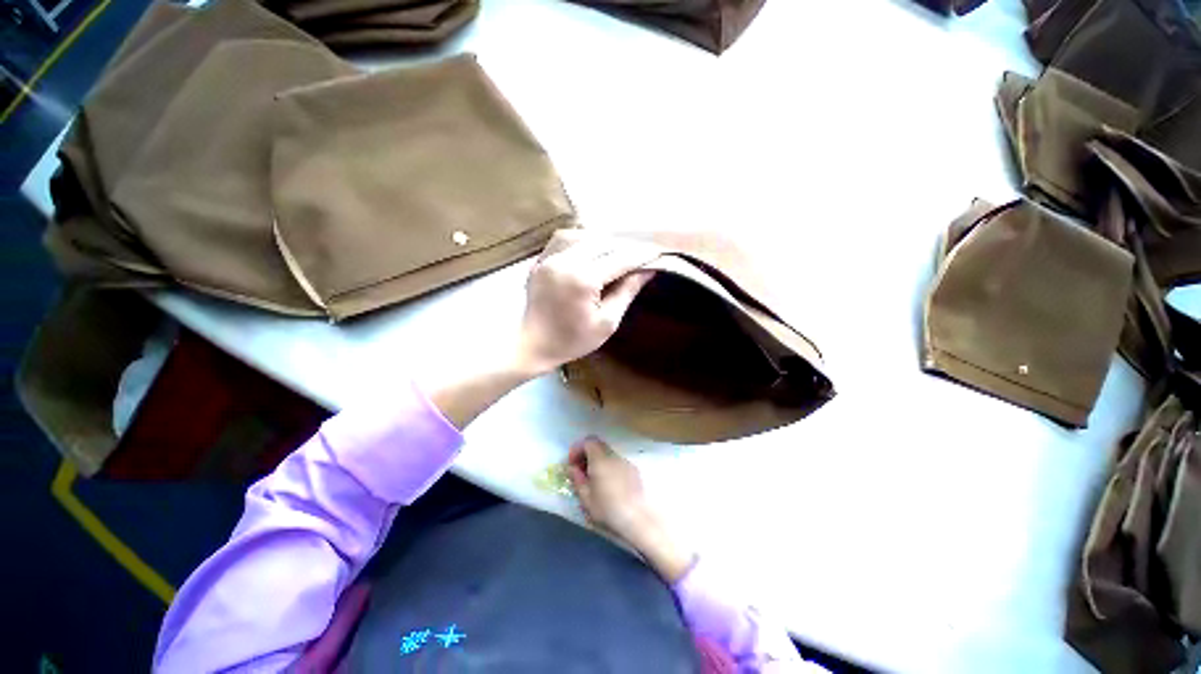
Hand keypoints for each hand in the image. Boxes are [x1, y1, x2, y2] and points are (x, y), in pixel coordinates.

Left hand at [514, 231, 658, 376]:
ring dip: (603, 241)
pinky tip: (590, 250)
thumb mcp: (607, 323)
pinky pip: (563, 239)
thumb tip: (647, 270)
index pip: (620, 259)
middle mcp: (565, 261)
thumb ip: (627, 292)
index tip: (658, 253)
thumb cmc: (572, 340)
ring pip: (582, 235)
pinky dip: (580, 240)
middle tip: (640, 255)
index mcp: (583, 279)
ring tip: (616, 253)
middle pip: (603, 242)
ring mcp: (549, 258)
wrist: (532, 345)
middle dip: (624, 247)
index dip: (641, 255)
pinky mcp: (540, 261)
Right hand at [567, 436, 694, 582]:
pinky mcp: (634, 471)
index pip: (588, 442)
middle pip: (598, 445)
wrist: (640, 520)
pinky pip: (617, 462)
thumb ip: (578, 480)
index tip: (571, 463)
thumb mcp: (586, 499)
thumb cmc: (609, 510)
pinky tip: (608, 484)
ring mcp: (626, 462)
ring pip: (608, 454)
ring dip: (598, 461)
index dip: (577, 449)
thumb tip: (572, 468)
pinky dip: (609, 467)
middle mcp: (614, 456)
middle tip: (580, 470)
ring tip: (593, 479)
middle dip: (587, 454)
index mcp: (601, 460)